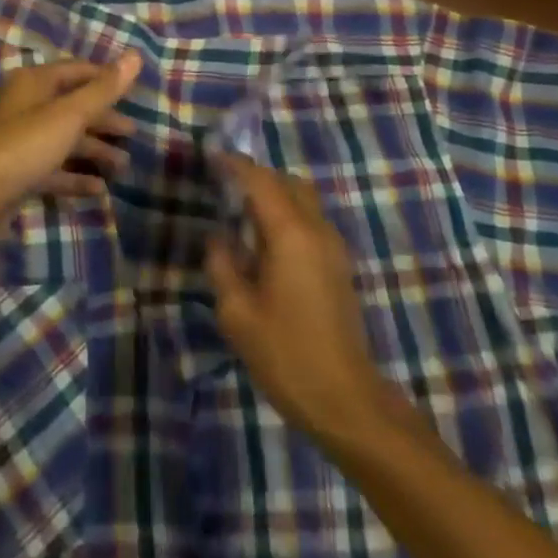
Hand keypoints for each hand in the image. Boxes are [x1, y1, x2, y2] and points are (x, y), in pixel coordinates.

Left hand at [0, 55, 140, 222]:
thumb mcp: (70, 115)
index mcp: (35, 82)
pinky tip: (98, 189)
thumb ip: (103, 89)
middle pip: (72, 106)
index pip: (77, 71)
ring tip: (123, 166)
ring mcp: (20, 140)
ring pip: (64, 139)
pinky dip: (75, 176)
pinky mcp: (18, 171)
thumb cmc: (25, 146)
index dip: (106, 78)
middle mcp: (26, 105)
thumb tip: (136, 55)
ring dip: (94, 150)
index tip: (135, 91)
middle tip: (133, 133)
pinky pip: (53, 168)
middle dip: (103, 120)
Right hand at [205, 154, 391, 443]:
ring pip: (303, 199)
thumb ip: (223, 265)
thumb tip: (219, 238)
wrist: (345, 399)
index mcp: (290, 234)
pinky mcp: (340, 266)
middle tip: (225, 185)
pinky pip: (310, 220)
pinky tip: (265, 241)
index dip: (235, 165)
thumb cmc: (286, 354)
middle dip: (256, 176)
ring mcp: (333, 247)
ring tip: (242, 212)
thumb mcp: (237, 313)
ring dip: (274, 195)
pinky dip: (287, 214)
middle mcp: (316, 230)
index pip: (260, 181)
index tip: (212, 157)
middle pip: (287, 183)